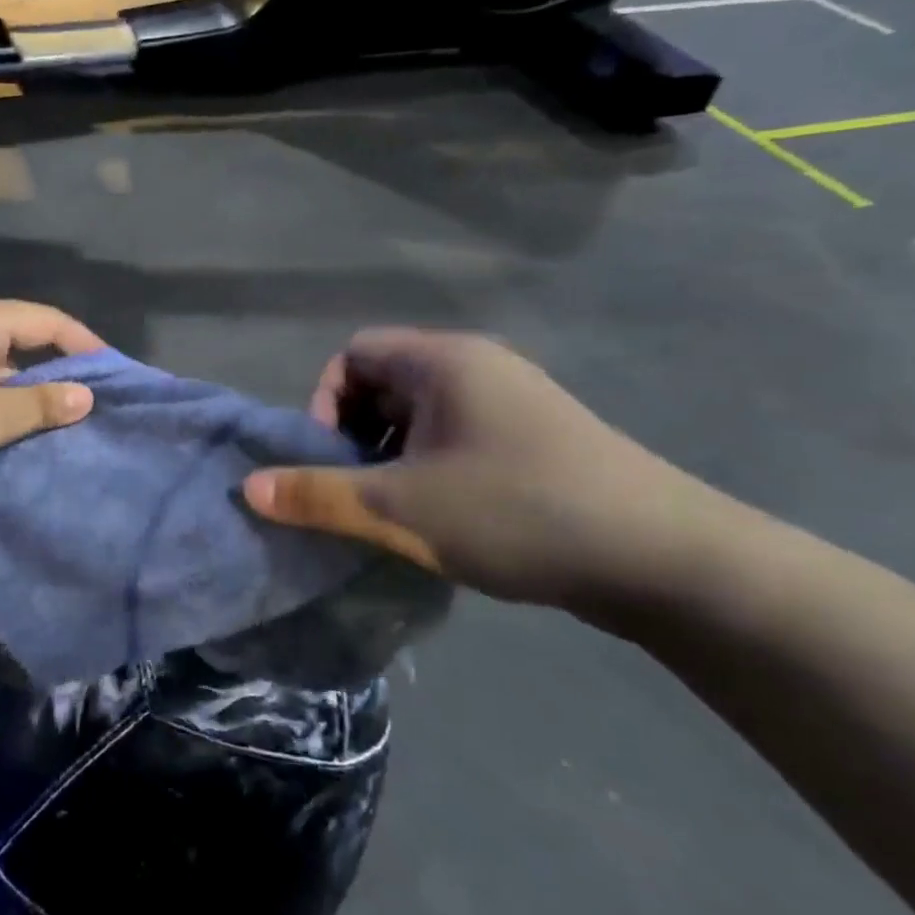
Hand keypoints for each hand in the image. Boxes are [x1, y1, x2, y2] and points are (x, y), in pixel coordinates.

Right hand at [243, 329, 739, 613]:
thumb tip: (247, 488)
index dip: (325, 404)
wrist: (666, 561)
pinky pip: (457, 436)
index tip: (332, 461)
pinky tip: (445, 519)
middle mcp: (478, 366)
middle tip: (361, 492)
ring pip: (421, 415)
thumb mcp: (400, 508)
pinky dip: (431, 467)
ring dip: (393, 456)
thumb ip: (317, 495)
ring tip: (399, 511)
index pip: (353, 354)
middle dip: (357, 435)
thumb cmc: (517, 512)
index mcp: (443, 361)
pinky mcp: (538, 439)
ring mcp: (514, 401)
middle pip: (384, 382)